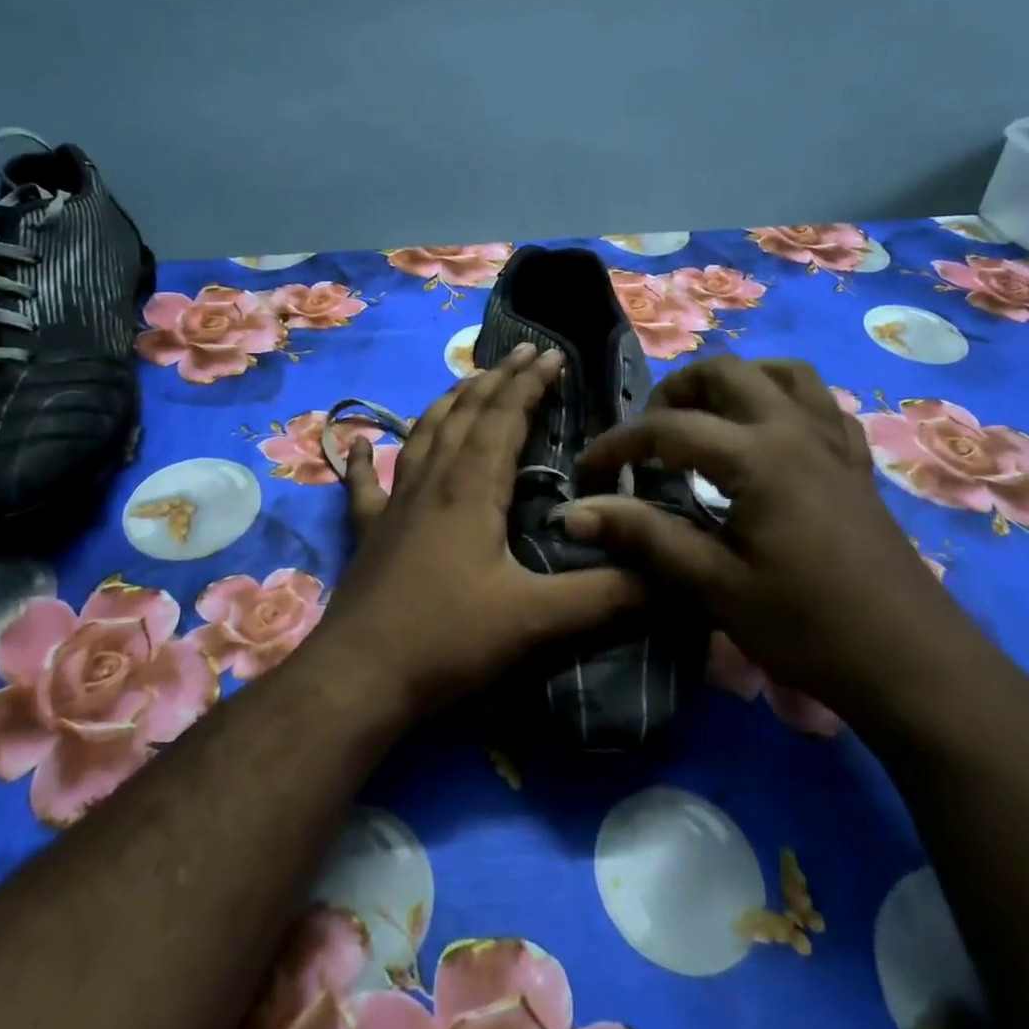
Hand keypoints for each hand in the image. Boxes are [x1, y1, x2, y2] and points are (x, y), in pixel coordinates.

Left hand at [318, 343, 644, 718]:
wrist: (360, 676)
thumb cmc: (448, 639)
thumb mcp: (535, 619)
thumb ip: (605, 596)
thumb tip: (671, 579)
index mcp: (471, 489)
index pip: (505, 418)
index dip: (530, 384)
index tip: (553, 356)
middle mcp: (431, 482)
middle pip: (465, 414)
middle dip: (497, 379)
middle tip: (522, 352)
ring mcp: (394, 504)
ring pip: (422, 435)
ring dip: (448, 403)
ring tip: (468, 381)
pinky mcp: (368, 532)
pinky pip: (365, 484)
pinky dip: (363, 459)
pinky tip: (357, 442)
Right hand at [561, 355, 992, 717]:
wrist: (913, 665)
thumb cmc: (808, 627)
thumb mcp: (714, 586)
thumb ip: (644, 538)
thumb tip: (573, 513)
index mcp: (757, 456)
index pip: (668, 428)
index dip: (618, 446)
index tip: (588, 472)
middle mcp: (795, 430)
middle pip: (726, 372)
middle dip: (675, 392)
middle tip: (648, 438)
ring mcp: (833, 443)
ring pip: (781, 373)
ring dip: (734, 384)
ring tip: (705, 421)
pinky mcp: (856, 464)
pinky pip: (821, 405)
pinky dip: (784, 402)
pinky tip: (769, 437)